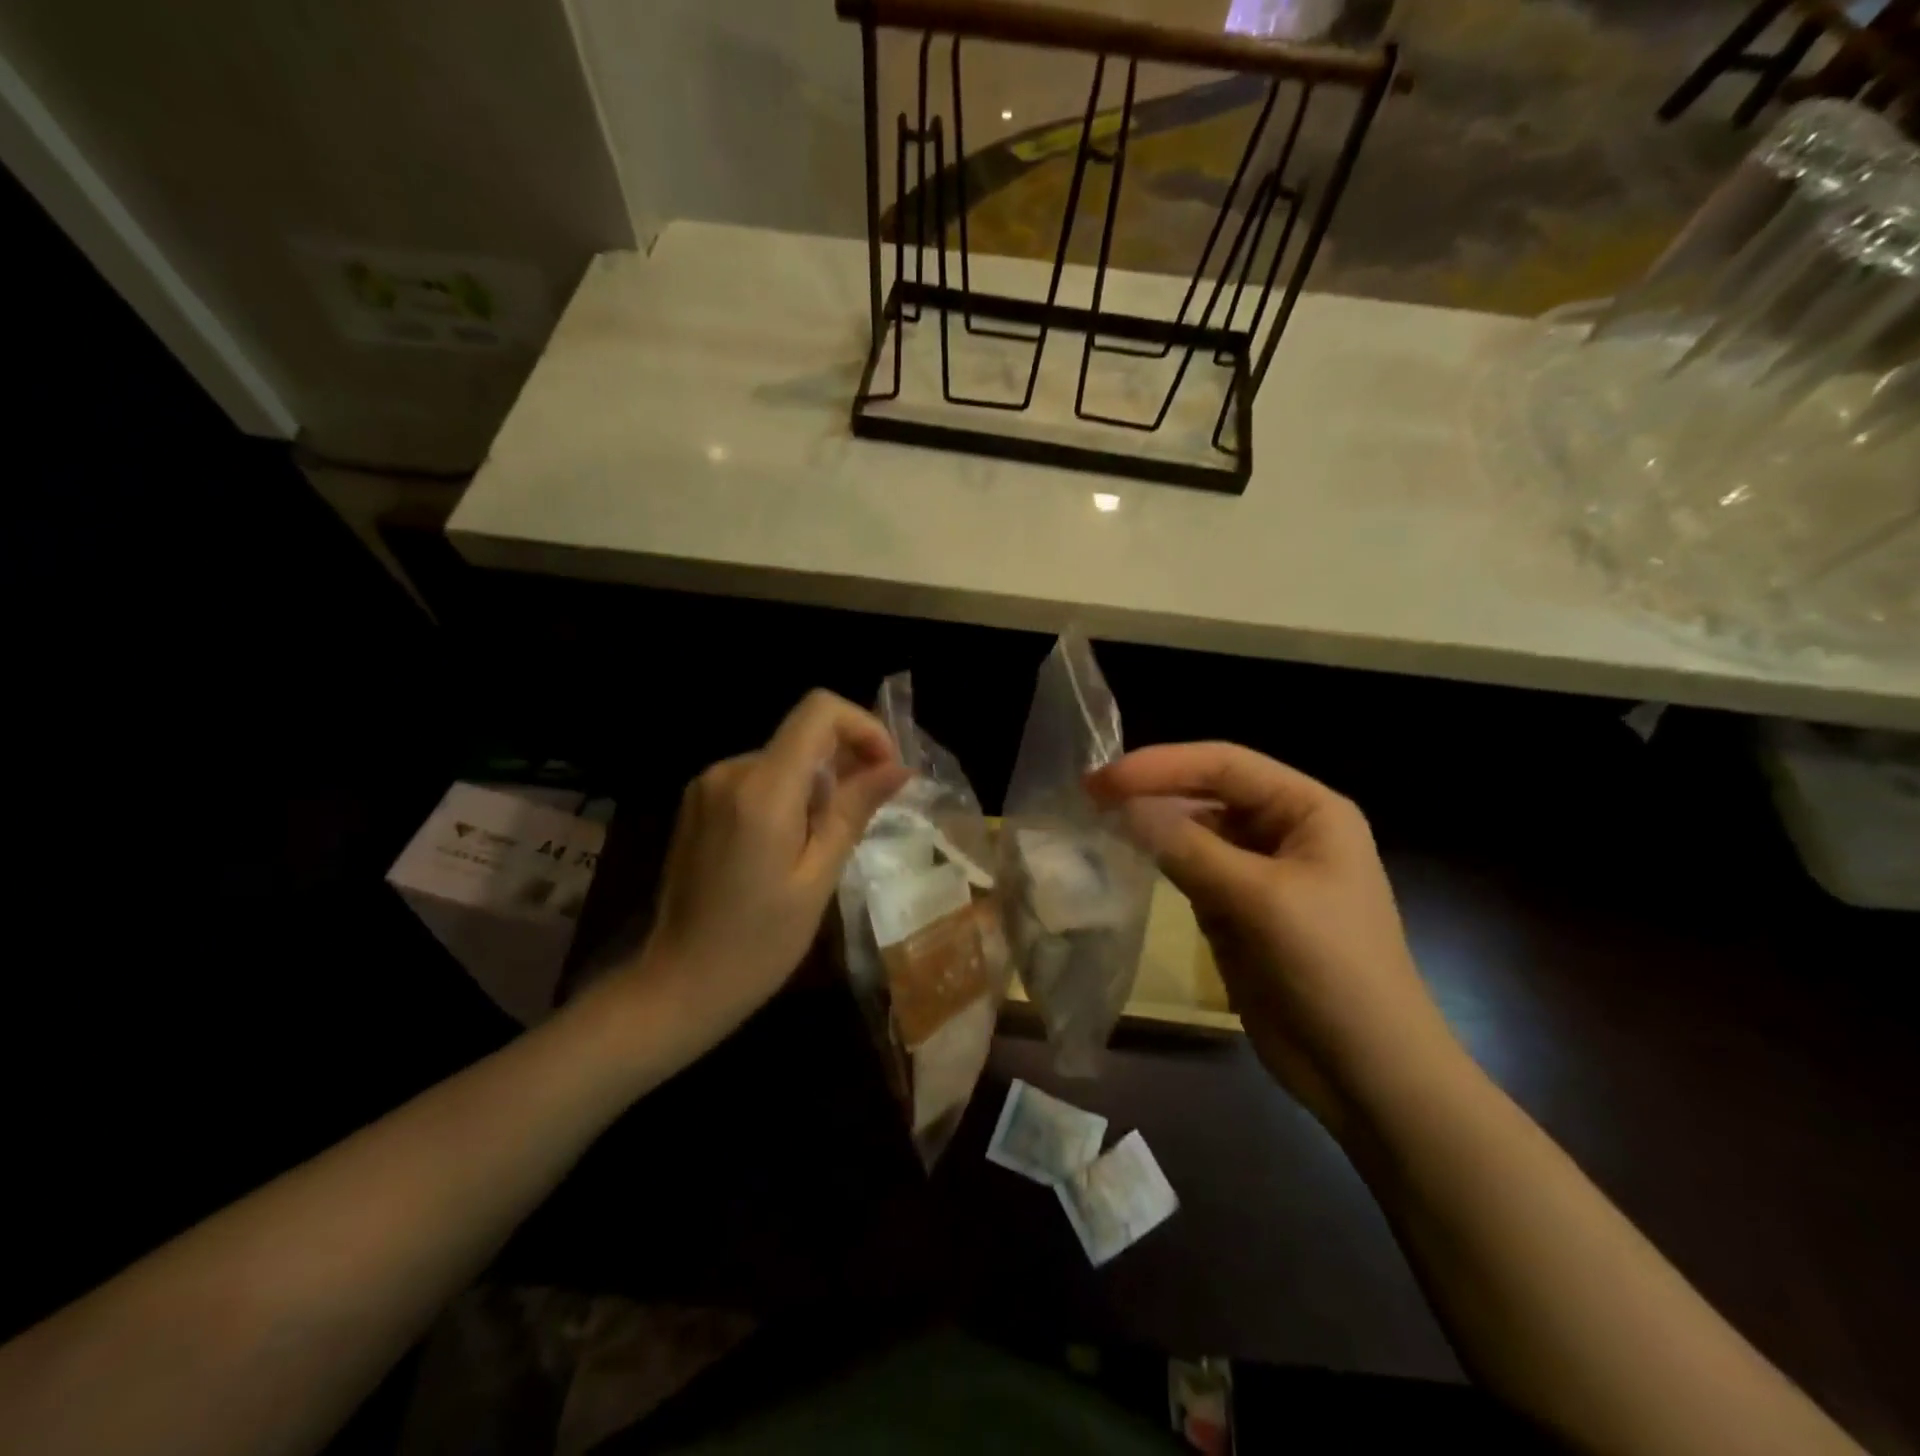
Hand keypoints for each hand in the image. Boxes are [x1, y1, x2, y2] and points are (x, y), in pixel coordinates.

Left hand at [618, 690, 909, 1061]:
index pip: (819, 711)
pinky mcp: (698, 802)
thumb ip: (855, 810)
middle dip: (845, 764)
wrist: (678, 984)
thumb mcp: (819, 878)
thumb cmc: (758, 944)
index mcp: (761, 790)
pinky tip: (789, 846)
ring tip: (822, 845)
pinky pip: (758, 778)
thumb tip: (899, 767)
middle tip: (864, 820)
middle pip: (804, 735)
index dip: (863, 727)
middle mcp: (729, 772)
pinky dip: (788, 796)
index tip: (886, 770)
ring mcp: (707, 785)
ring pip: (784, 759)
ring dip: (817, 786)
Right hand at [1089, 743, 1458, 1127]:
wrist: (1366, 1071)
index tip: (1104, 780)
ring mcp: (1259, 871)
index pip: (1225, 765)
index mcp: (1308, 810)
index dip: (1162, 765)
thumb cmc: (1331, 969)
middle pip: (1207, 793)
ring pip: (1194, 831)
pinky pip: (1190, 870)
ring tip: (1096, 820)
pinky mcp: (1238, 909)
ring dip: (1151, 825)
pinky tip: (1124, 857)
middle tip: (1089, 795)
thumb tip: (1123, 808)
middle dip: (1152, 791)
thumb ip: (1188, 848)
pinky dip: (1158, 861)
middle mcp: (1284, 830)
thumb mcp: (1260, 900)